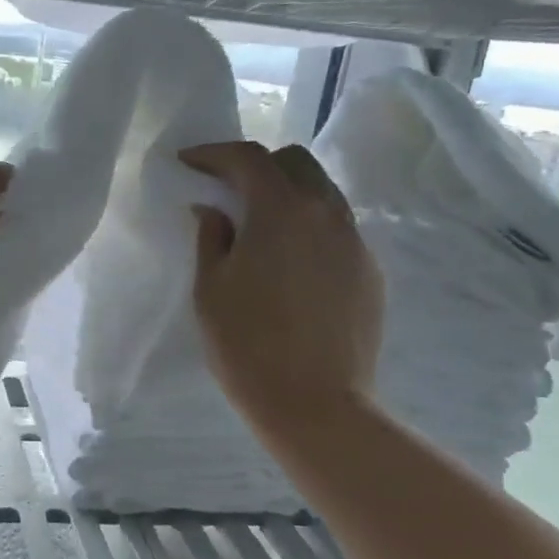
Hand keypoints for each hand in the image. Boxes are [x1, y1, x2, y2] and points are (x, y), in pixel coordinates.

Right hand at [180, 141, 382, 430]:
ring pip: (322, 193)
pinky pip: (337, 228)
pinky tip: (289, 260)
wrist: (315, 404)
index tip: (188, 163)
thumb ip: (211, 237)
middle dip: (257, 165)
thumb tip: (212, 209)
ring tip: (259, 224)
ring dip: (287, 194)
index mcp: (281, 211)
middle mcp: (326, 212)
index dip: (214, 154)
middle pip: (295, 163)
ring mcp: (355, 241)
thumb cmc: (247, 345)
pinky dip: (308, 226)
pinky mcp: (369, 270)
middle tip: (227, 190)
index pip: (248, 158)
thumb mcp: (210, 289)